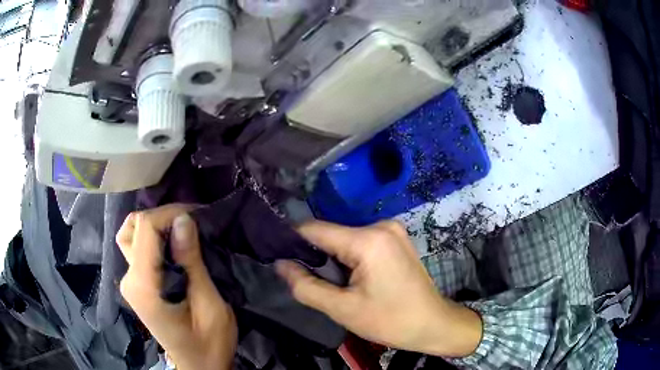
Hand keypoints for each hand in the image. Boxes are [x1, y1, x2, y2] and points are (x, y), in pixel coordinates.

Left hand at [116, 205, 236, 369]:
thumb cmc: (209, 343)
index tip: (198, 215)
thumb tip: (183, 219)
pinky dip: (154, 238)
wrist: (199, 366)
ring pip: (131, 234)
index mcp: (144, 286)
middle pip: (133, 227)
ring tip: (181, 231)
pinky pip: (137, 248)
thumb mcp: (210, 305)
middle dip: (162, 217)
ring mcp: (129, 282)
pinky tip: (173, 245)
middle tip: (190, 223)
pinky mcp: (136, 285)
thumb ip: (192, 262)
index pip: (145, 229)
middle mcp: (129, 279)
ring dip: (154, 226)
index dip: (170, 213)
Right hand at [276, 221, 481, 357]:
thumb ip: (305, 286)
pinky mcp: (396, 238)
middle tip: (309, 281)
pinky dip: (349, 258)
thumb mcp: (342, 309)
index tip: (277, 257)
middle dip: (316, 256)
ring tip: (334, 283)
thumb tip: (280, 264)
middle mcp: (381, 225)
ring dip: (333, 258)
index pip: (315, 230)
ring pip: (345, 239)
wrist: (432, 324)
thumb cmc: (390, 320)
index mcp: (368, 240)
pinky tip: (353, 278)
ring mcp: (392, 230)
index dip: (292, 242)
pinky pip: (361, 242)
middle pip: (332, 235)